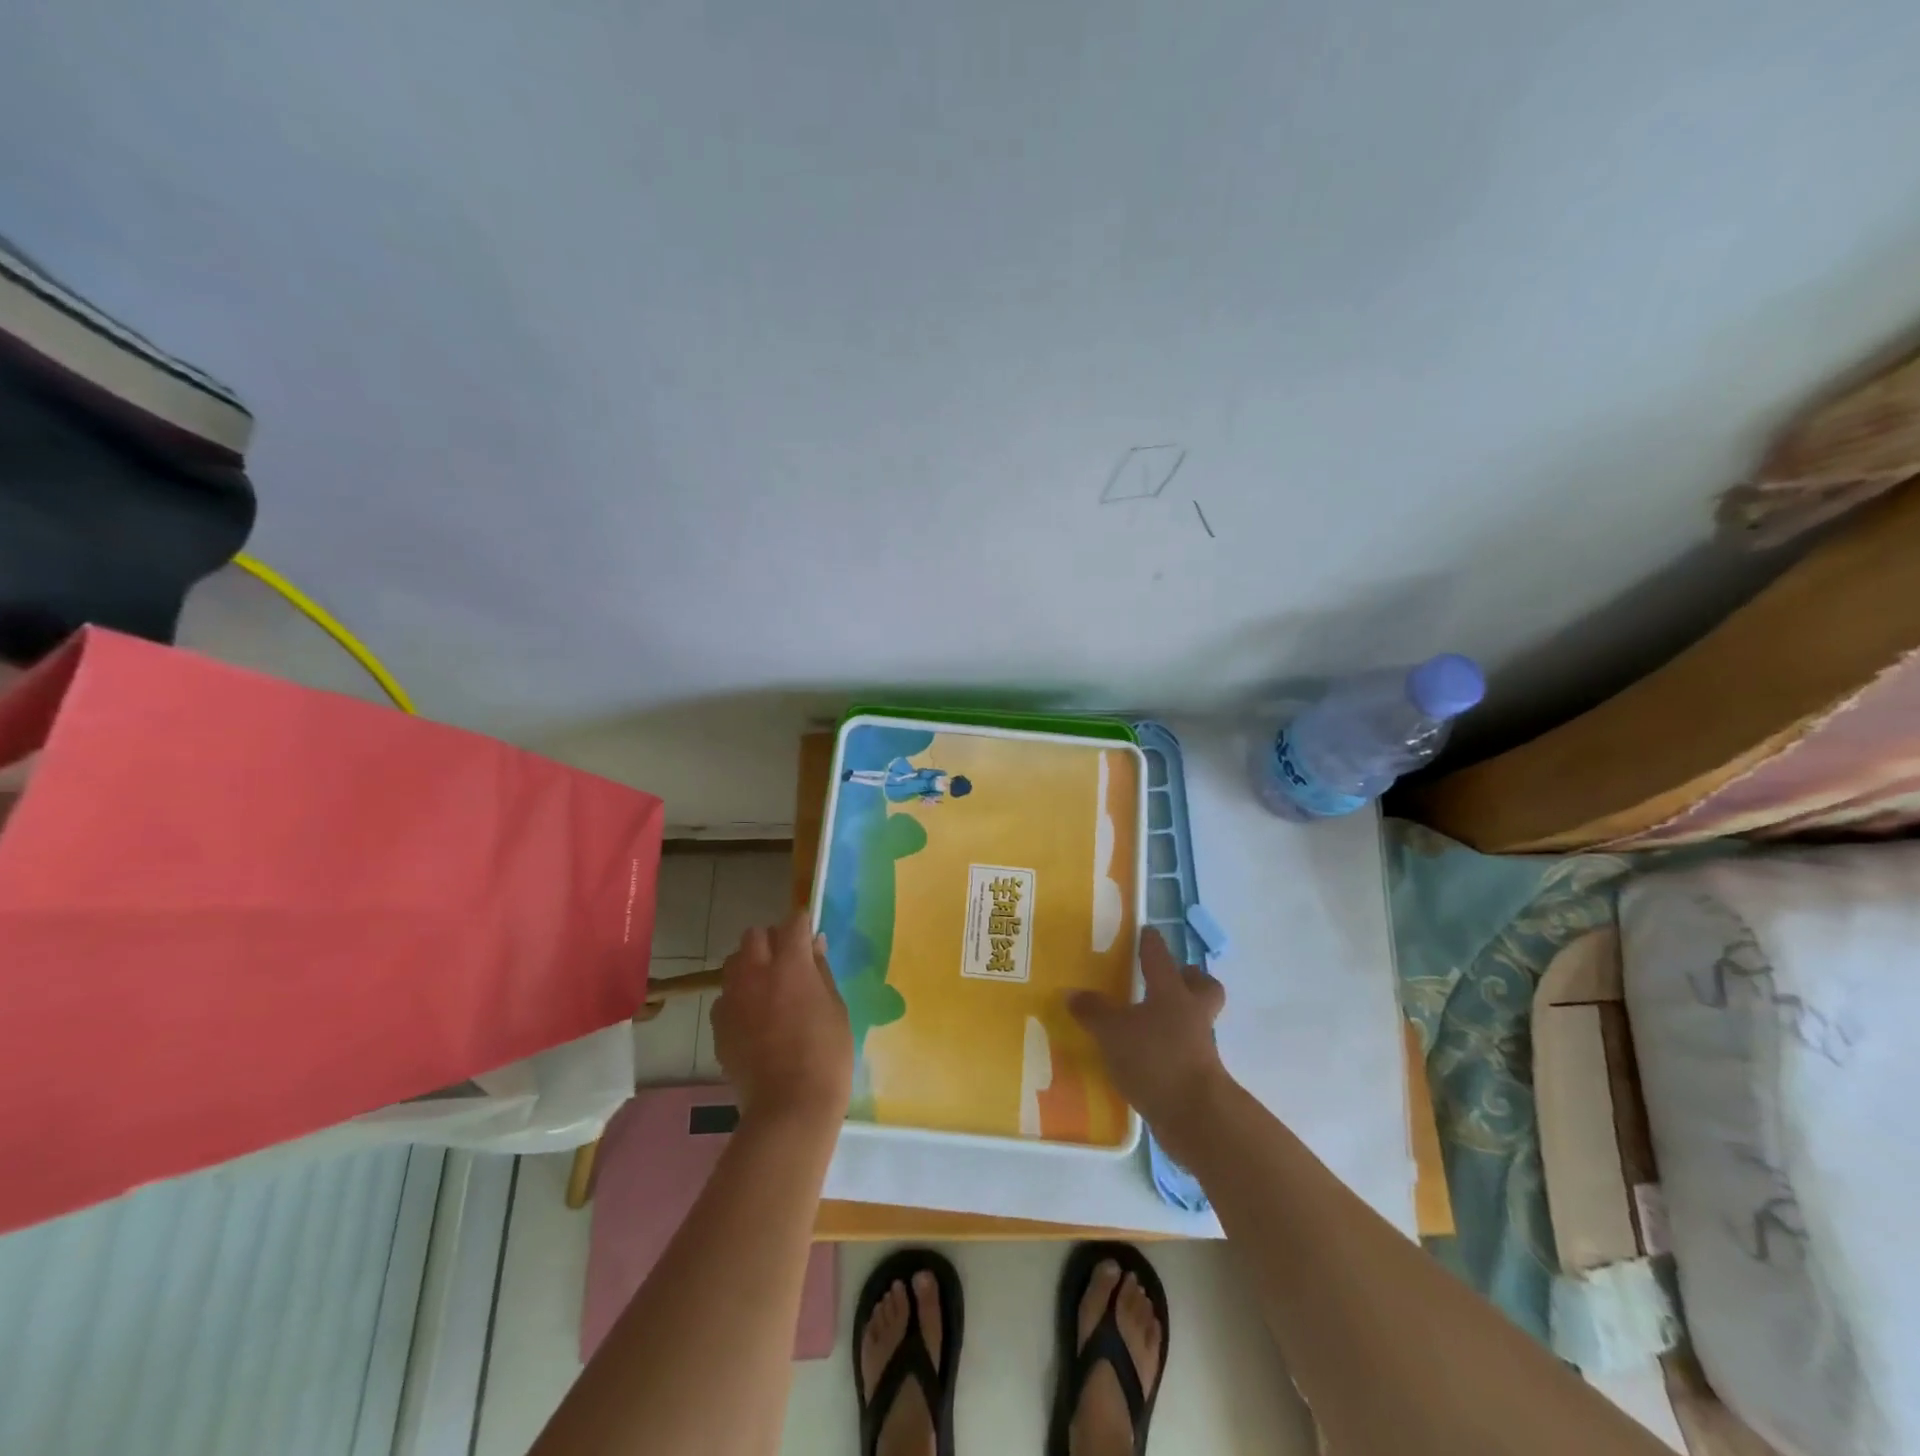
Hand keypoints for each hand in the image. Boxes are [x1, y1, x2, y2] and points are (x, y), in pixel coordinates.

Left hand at [712, 912, 853, 1130]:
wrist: (789, 1106)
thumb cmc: (826, 1054)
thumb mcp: (836, 1007)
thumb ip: (821, 971)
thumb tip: (813, 946)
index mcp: (791, 964)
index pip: (793, 922)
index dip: (803, 925)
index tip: (810, 935)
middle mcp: (756, 972)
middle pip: (755, 935)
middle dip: (771, 941)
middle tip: (788, 962)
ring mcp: (733, 998)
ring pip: (735, 963)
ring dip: (751, 966)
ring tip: (767, 989)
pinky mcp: (719, 1025)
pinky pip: (726, 997)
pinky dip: (739, 998)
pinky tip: (754, 1020)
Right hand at [1068, 928, 1229, 1157]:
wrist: (1196, 1116)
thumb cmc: (1155, 1059)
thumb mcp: (1112, 1032)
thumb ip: (1093, 1011)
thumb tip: (1073, 993)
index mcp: (1172, 992)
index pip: (1161, 957)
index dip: (1152, 943)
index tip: (1147, 931)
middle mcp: (1191, 1013)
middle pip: (1202, 987)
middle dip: (1188, 980)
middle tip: (1164, 981)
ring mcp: (1199, 1046)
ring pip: (1194, 1020)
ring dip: (1176, 1018)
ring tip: (1144, 1023)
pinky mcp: (1198, 1076)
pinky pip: (1184, 1052)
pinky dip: (1167, 1051)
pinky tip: (1143, 1059)